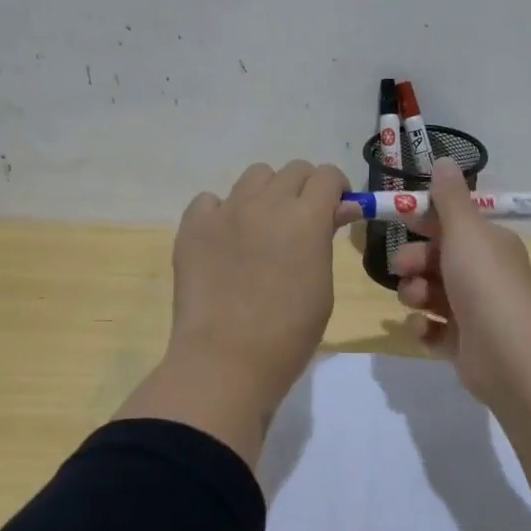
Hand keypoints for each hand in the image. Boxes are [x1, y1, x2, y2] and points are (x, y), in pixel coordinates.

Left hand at [166, 160, 352, 403]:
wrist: (225, 361)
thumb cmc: (288, 335)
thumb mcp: (322, 286)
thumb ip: (325, 240)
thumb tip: (335, 211)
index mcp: (306, 218)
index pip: (328, 175)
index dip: (337, 189)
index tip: (336, 211)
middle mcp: (266, 203)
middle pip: (293, 170)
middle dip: (305, 189)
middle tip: (301, 221)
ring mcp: (226, 211)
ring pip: (254, 176)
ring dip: (267, 193)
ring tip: (262, 227)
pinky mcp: (193, 225)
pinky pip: (210, 200)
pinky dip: (222, 212)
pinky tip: (224, 240)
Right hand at [391, 159, 530, 402]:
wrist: (509, 353)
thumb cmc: (484, 282)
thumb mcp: (464, 231)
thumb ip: (448, 198)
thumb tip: (444, 160)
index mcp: (488, 244)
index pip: (451, 225)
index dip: (423, 222)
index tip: (398, 221)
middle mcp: (483, 274)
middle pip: (435, 260)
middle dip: (414, 261)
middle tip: (404, 269)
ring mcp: (474, 311)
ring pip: (430, 294)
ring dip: (415, 294)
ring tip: (417, 302)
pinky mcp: (463, 344)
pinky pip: (433, 330)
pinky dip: (423, 328)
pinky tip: (422, 329)